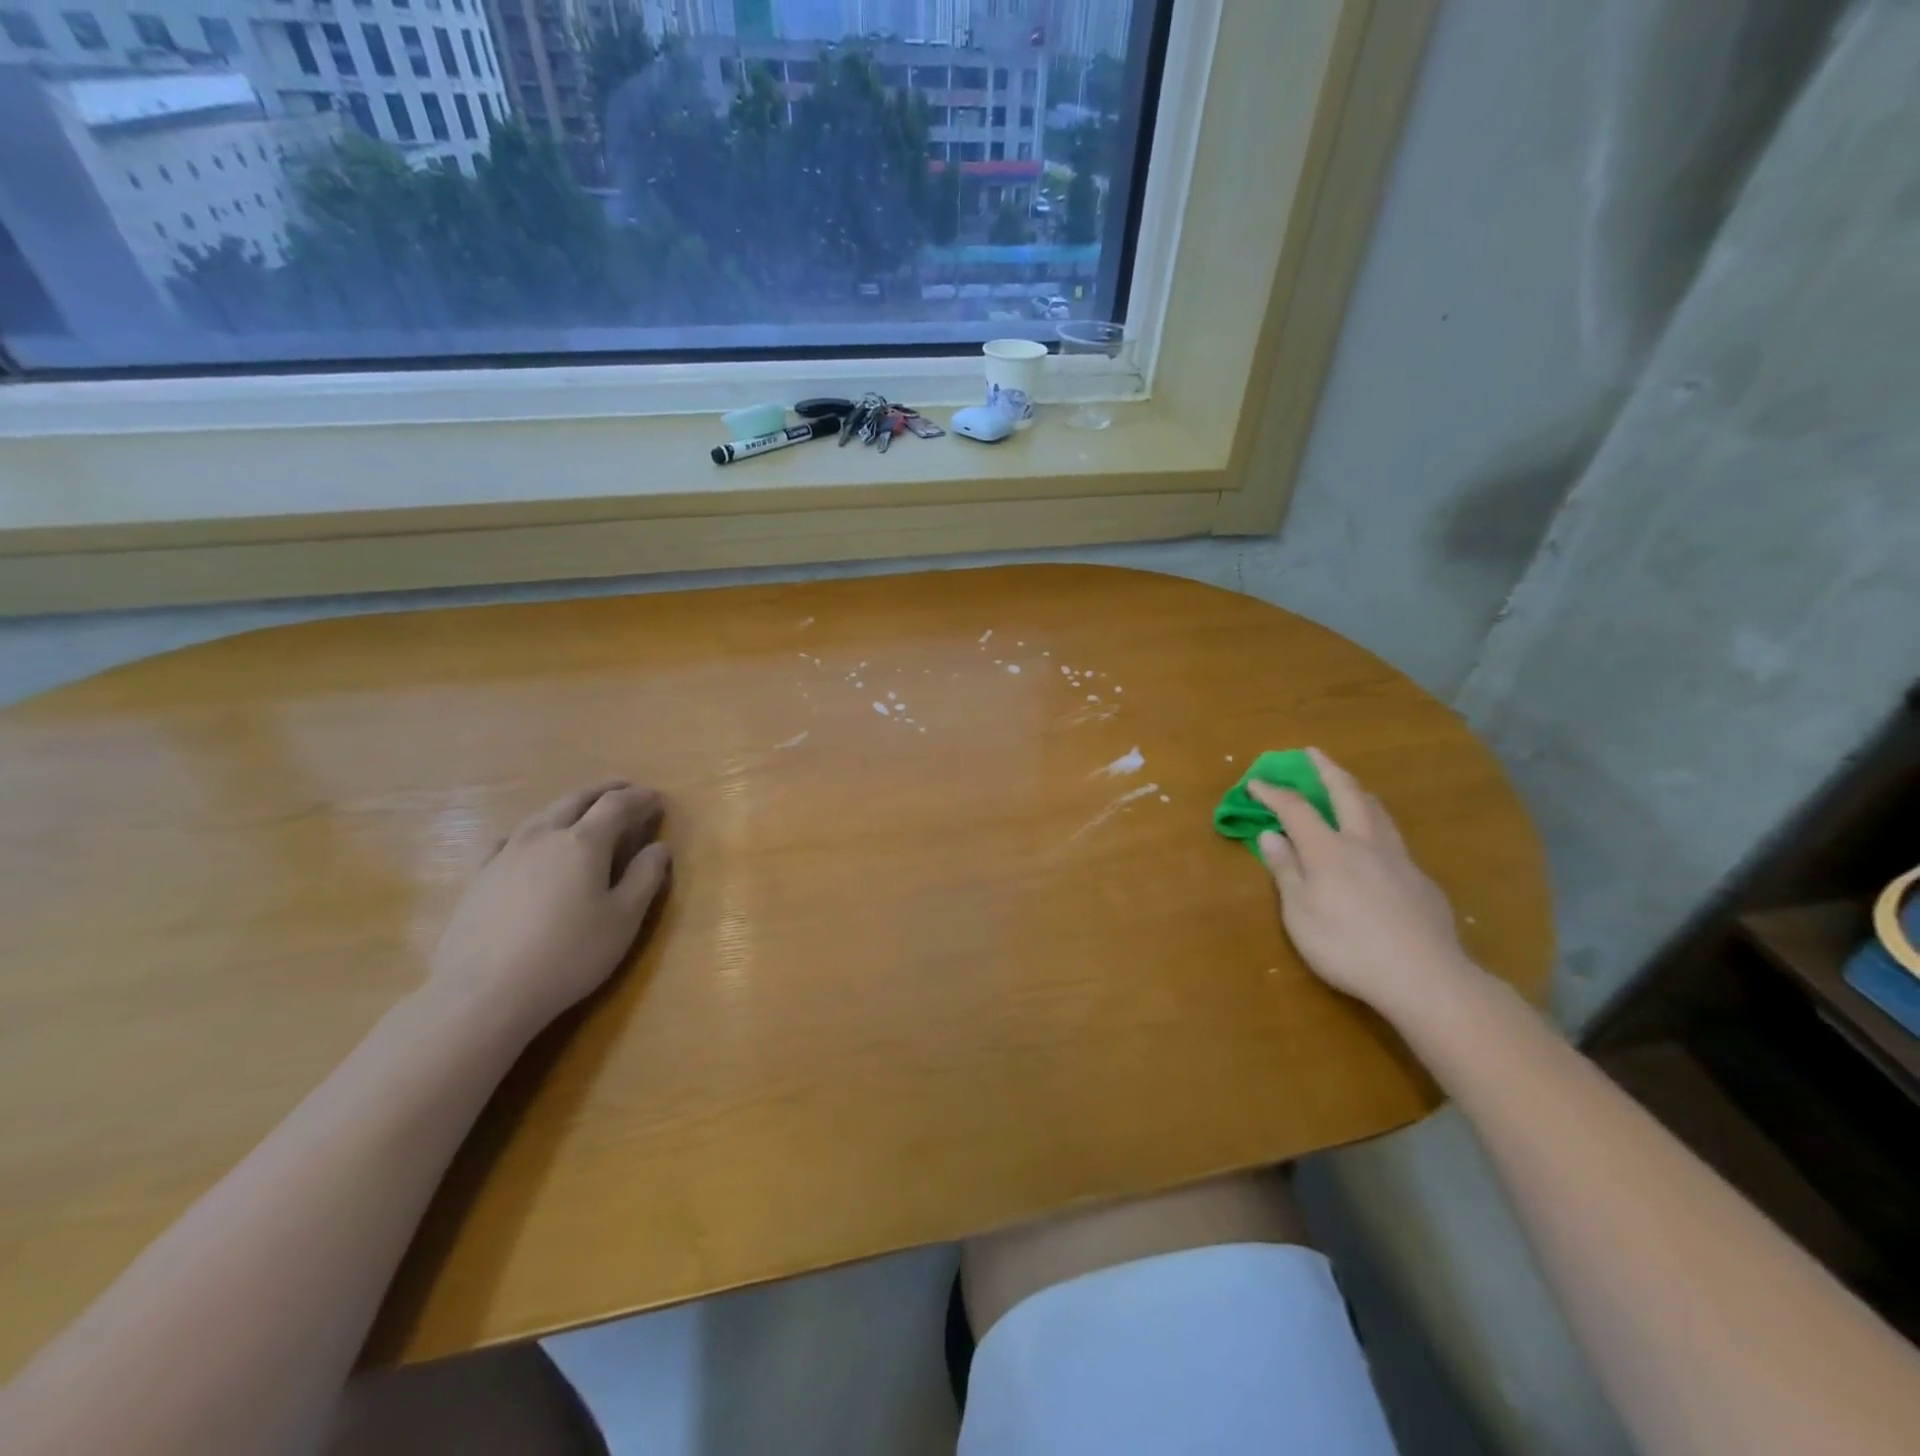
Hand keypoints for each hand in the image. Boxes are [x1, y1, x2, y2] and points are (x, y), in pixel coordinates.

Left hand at [429, 781, 672, 1037]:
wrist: (484, 992)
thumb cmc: (568, 954)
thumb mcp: (623, 920)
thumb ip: (645, 878)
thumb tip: (659, 848)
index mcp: (584, 842)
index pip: (618, 805)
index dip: (641, 798)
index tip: (658, 799)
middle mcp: (544, 835)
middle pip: (578, 798)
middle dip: (606, 790)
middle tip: (627, 790)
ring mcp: (506, 853)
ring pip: (544, 814)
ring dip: (571, 805)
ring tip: (586, 812)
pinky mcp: (480, 876)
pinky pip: (511, 838)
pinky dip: (534, 830)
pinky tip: (532, 843)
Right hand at [1251, 749, 1476, 1021]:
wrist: (1425, 977)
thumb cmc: (1347, 946)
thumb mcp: (1300, 914)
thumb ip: (1286, 870)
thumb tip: (1270, 834)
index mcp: (1328, 849)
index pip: (1295, 808)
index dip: (1273, 792)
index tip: (1256, 782)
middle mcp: (1364, 842)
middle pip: (1346, 793)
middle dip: (1326, 769)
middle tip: (1312, 753)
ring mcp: (1398, 859)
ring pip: (1378, 811)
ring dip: (1357, 790)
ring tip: (1348, 785)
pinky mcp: (1421, 880)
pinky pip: (1395, 839)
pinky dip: (1377, 826)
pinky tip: (1377, 844)